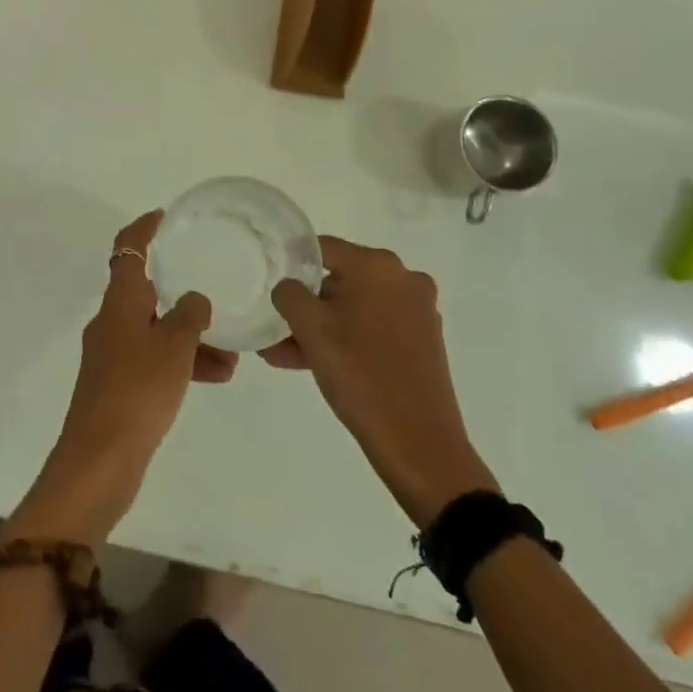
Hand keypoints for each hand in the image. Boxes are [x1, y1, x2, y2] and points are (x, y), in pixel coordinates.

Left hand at [10, 211, 235, 543]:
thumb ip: (190, 314)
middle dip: (181, 293)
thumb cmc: (137, 390)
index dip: (143, 229)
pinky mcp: (118, 385)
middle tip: (213, 289)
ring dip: (190, 336)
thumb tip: (195, 299)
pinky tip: (216, 376)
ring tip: (232, 354)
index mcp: (119, 302)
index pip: (128, 250)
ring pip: (156, 330)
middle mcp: (111, 321)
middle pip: (146, 292)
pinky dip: (181, 362)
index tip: (164, 217)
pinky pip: (155, 360)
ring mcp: (112, 355)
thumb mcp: (174, 346)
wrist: (100, 460)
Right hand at [264, 236, 497, 524]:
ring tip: (284, 354)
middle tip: (275, 328)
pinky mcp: (424, 340)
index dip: (291, 262)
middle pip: (339, 279)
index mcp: (377, 265)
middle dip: (305, 305)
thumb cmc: (360, 374)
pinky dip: (346, 340)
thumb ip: (289, 294)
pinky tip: (314, 364)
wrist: (419, 443)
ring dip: (321, 328)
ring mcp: (417, 310)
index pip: (321, 248)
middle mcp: (402, 278)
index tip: (269, 282)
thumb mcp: (310, 329)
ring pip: (355, 308)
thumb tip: (288, 286)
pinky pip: (373, 328)